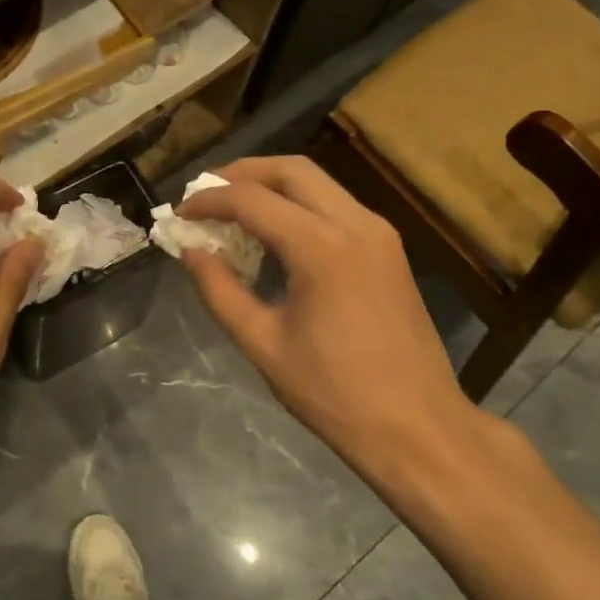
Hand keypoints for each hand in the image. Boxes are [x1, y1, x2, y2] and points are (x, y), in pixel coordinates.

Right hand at [176, 156, 488, 500]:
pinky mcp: (389, 249)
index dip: (209, 201)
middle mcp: (356, 225)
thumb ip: (220, 290)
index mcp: (322, 249)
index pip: (252, 200)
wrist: (419, 429)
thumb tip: (191, 252)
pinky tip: (275, 233)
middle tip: (205, 193)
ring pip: (318, 182)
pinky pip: (336, 205)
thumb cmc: (334, 394)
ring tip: (233, 209)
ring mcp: (379, 234)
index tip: (180, 214)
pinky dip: (298, 204)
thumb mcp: (262, 344)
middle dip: (242, 173)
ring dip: (271, 185)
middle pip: (291, 170)